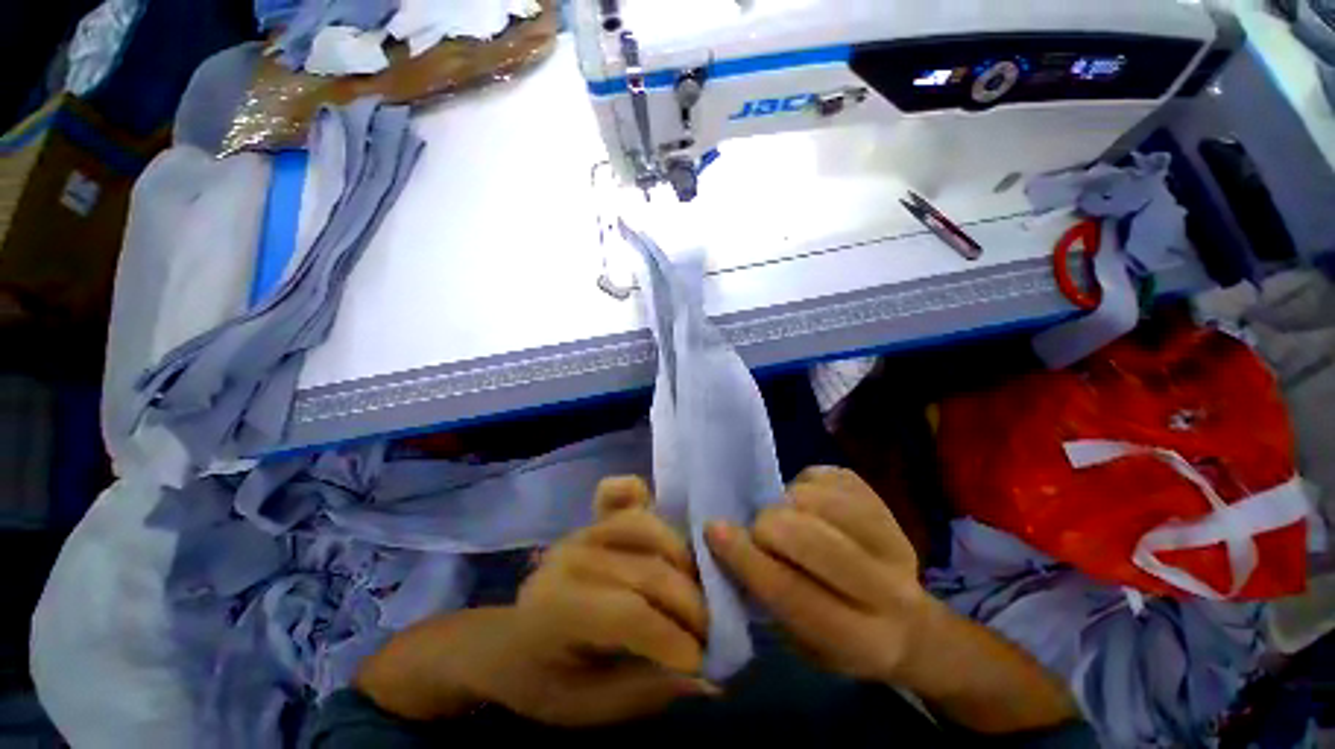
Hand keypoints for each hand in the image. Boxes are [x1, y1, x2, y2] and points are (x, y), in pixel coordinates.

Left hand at [357, 477, 715, 726]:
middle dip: (690, 606)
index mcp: (557, 611)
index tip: (703, 665)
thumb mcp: (585, 708)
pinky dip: (639, 494)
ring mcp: (583, 531)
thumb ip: (645, 692)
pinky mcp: (592, 519)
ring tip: (695, 588)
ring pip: (647, 528)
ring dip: (682, 559)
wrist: (505, 645)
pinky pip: (619, 493)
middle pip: (648, 571)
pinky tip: (656, 513)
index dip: (675, 640)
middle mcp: (570, 558)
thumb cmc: (542, 681)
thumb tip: (709, 680)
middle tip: (710, 634)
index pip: (630, 615)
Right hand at [705, 467, 931, 684]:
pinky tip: (811, 506)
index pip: (792, 593)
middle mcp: (888, 588)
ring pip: (813, 499)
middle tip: (761, 534)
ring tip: (792, 521)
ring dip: (787, 506)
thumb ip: (764, 594)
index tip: (714, 530)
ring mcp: (891, 536)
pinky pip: (823, 476)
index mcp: (862, 639)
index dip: (746, 558)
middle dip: (768, 528)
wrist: (909, 623)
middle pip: (808, 538)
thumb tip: (724, 540)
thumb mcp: (800, 641)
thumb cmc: (840, 638)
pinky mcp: (882, 499)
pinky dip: (803, 486)